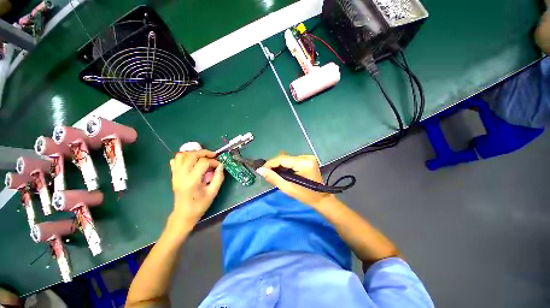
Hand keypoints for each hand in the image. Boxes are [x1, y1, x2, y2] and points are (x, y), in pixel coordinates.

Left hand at [169, 150, 223, 225]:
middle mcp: (181, 175)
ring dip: (193, 153)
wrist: (184, 214)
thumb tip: (221, 165)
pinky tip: (192, 161)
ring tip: (203, 156)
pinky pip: (176, 160)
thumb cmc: (200, 205)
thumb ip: (218, 178)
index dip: (213, 162)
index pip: (203, 163)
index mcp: (192, 181)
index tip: (219, 165)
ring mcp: (175, 174)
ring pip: (181, 155)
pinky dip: (184, 157)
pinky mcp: (173, 175)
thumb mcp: (213, 192)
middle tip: (213, 156)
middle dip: (204, 153)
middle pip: (191, 155)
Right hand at [257, 154, 331, 206]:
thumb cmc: (305, 196)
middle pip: (285, 158)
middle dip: (275, 165)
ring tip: (277, 175)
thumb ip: (273, 178)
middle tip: (268, 174)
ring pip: (288, 159)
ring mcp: (308, 157)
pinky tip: (285, 173)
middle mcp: (306, 157)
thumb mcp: (287, 188)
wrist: (321, 198)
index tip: (261, 170)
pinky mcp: (308, 159)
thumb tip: (260, 170)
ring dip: (281, 166)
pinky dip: (287, 166)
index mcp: (304, 163)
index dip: (270, 163)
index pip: (282, 159)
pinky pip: (292, 160)